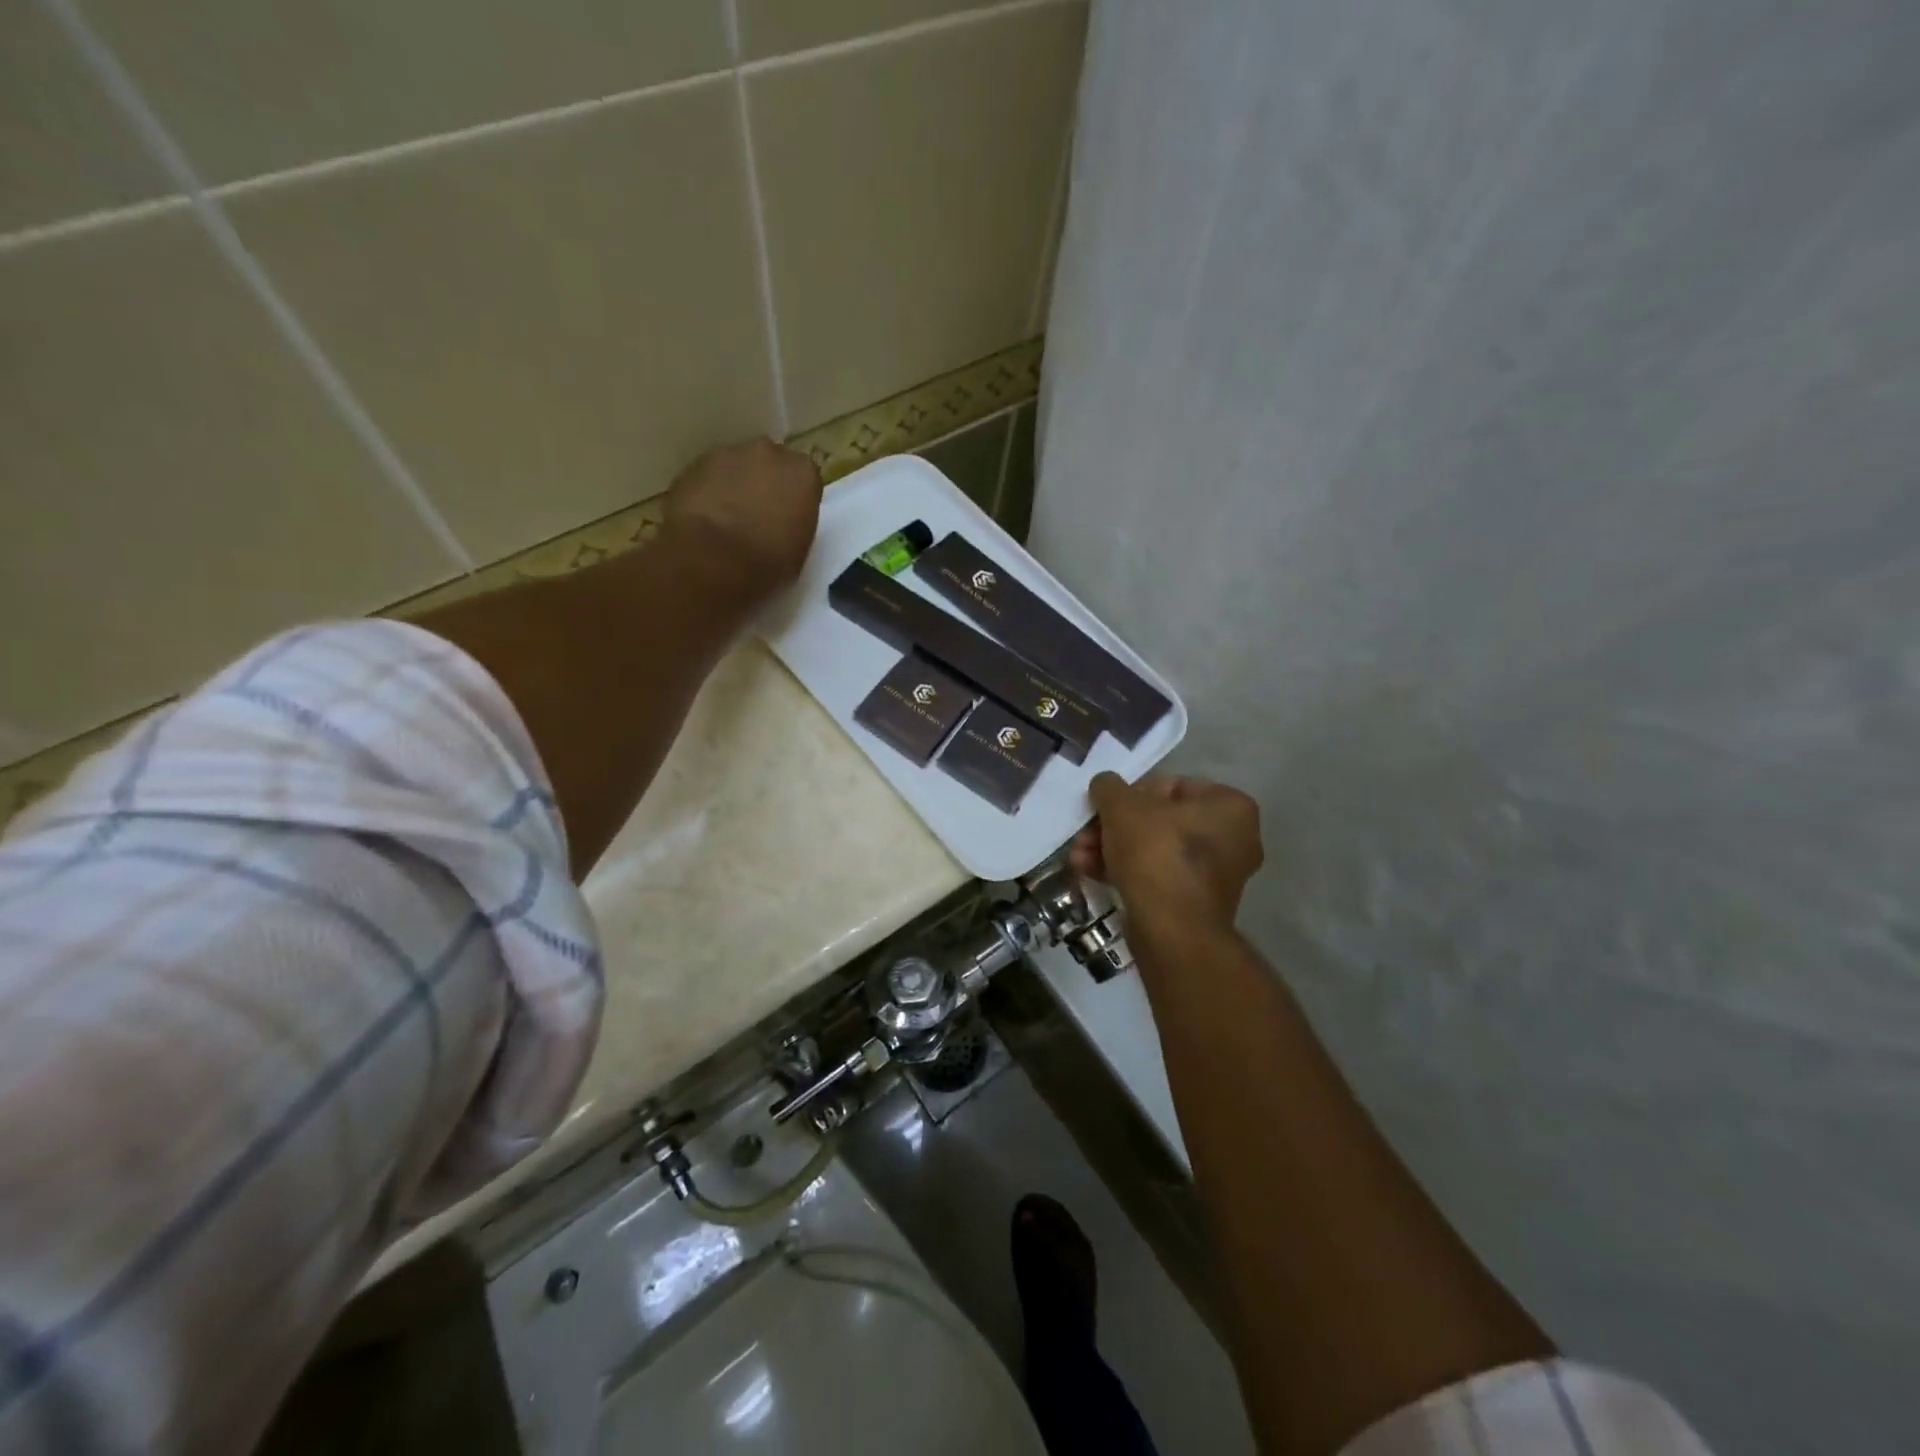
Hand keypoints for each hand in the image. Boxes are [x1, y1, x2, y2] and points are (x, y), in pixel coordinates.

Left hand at [662, 438, 823, 599]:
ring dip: (735, 485)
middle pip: (770, 464)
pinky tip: (705, 518)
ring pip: (737, 466)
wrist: (711, 558)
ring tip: (727, 519)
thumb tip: (782, 521)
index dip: (795, 500)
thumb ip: (795, 523)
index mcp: (803, 474)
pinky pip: (709, 476)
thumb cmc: (766, 562)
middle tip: (757, 516)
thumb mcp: (798, 550)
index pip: (804, 479)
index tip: (788, 519)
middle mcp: (769, 453)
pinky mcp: (695, 463)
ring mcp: (729, 453)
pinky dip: (709, 491)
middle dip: (765, 484)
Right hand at [1071, 772, 1263, 936]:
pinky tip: (1090, 874)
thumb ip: (1109, 787)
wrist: (1172, 932)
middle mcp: (1234, 839)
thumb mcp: (1122, 806)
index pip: (1172, 785)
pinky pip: (1158, 876)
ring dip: (1112, 849)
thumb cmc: (1156, 854)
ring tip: (1079, 857)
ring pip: (1154, 850)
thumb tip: (1105, 786)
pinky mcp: (1196, 905)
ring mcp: (1217, 876)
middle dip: (1114, 827)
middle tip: (1085, 835)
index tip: (1105, 807)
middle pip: (1159, 821)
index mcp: (1230, 807)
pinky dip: (1126, 872)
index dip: (1130, 794)